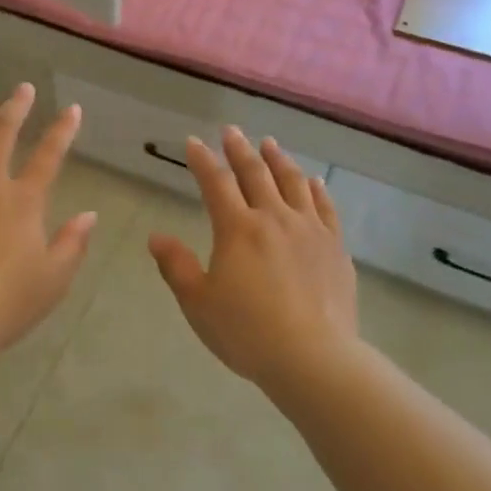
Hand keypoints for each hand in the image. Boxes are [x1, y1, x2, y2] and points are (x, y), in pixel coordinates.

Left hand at [0, 84, 97, 367]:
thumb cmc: (2, 304)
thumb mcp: (52, 280)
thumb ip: (73, 244)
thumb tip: (89, 215)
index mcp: (22, 200)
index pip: (49, 155)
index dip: (63, 129)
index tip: (71, 108)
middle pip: (1, 132)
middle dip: (15, 106)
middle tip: (21, 90)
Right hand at [149, 127, 358, 390]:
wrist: (314, 358)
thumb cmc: (247, 332)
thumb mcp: (198, 303)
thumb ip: (177, 266)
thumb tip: (156, 237)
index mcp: (237, 228)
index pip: (216, 183)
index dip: (202, 160)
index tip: (193, 142)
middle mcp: (274, 218)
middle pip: (255, 173)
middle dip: (239, 150)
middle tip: (231, 131)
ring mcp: (309, 230)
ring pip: (292, 183)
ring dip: (278, 160)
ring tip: (270, 144)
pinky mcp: (335, 248)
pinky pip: (325, 208)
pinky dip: (315, 189)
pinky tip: (313, 182)